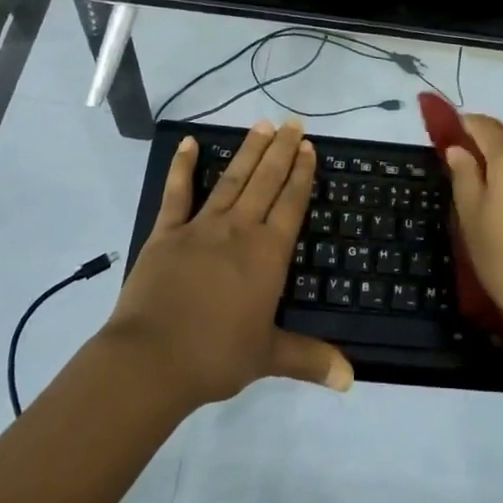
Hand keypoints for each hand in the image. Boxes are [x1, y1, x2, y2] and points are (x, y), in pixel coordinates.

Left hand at [106, 121, 352, 409]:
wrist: (151, 360)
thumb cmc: (215, 357)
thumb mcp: (268, 357)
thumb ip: (310, 360)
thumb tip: (351, 379)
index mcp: (267, 255)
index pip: (291, 204)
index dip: (302, 174)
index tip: (309, 147)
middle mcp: (239, 231)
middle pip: (266, 181)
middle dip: (282, 151)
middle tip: (293, 123)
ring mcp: (201, 227)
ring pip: (232, 180)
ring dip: (248, 151)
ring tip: (262, 124)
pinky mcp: (167, 233)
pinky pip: (178, 193)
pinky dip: (183, 166)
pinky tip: (188, 142)